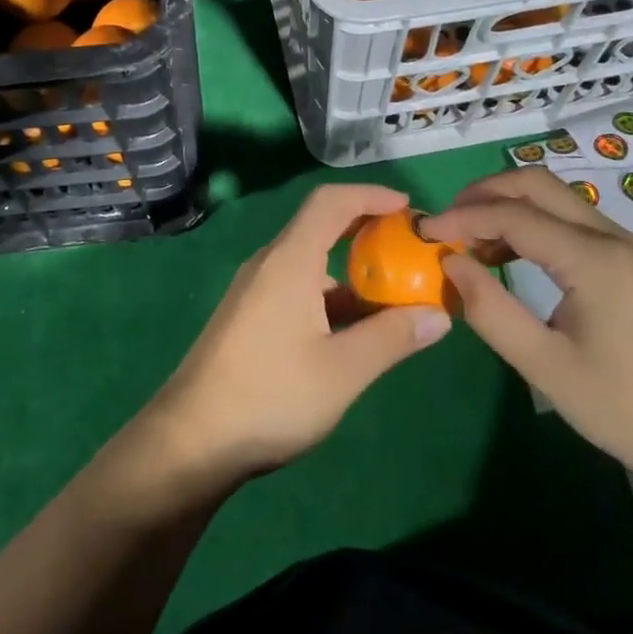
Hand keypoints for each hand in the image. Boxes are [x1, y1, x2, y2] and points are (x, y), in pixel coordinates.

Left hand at [142, 183, 452, 487]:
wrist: (192, 438)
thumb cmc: (271, 396)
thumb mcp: (342, 371)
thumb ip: (392, 338)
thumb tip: (439, 314)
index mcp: (290, 260)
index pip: (330, 201)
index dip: (370, 195)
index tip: (408, 206)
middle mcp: (270, 263)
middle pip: (320, 225)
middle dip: (366, 228)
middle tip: (409, 246)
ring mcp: (255, 289)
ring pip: (309, 261)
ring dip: (350, 268)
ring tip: (392, 292)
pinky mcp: (249, 314)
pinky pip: (296, 285)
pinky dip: (330, 293)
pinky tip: (353, 327)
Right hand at [426, 169, 632, 489]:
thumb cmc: (630, 410)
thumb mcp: (548, 368)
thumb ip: (491, 311)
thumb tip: (451, 264)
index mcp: (592, 258)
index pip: (511, 214)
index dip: (460, 217)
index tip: (422, 233)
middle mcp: (608, 236)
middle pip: (534, 184)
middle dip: (482, 193)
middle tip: (445, 224)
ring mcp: (622, 246)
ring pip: (552, 197)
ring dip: (505, 205)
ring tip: (468, 241)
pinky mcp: (626, 261)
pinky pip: (567, 220)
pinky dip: (528, 223)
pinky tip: (507, 256)